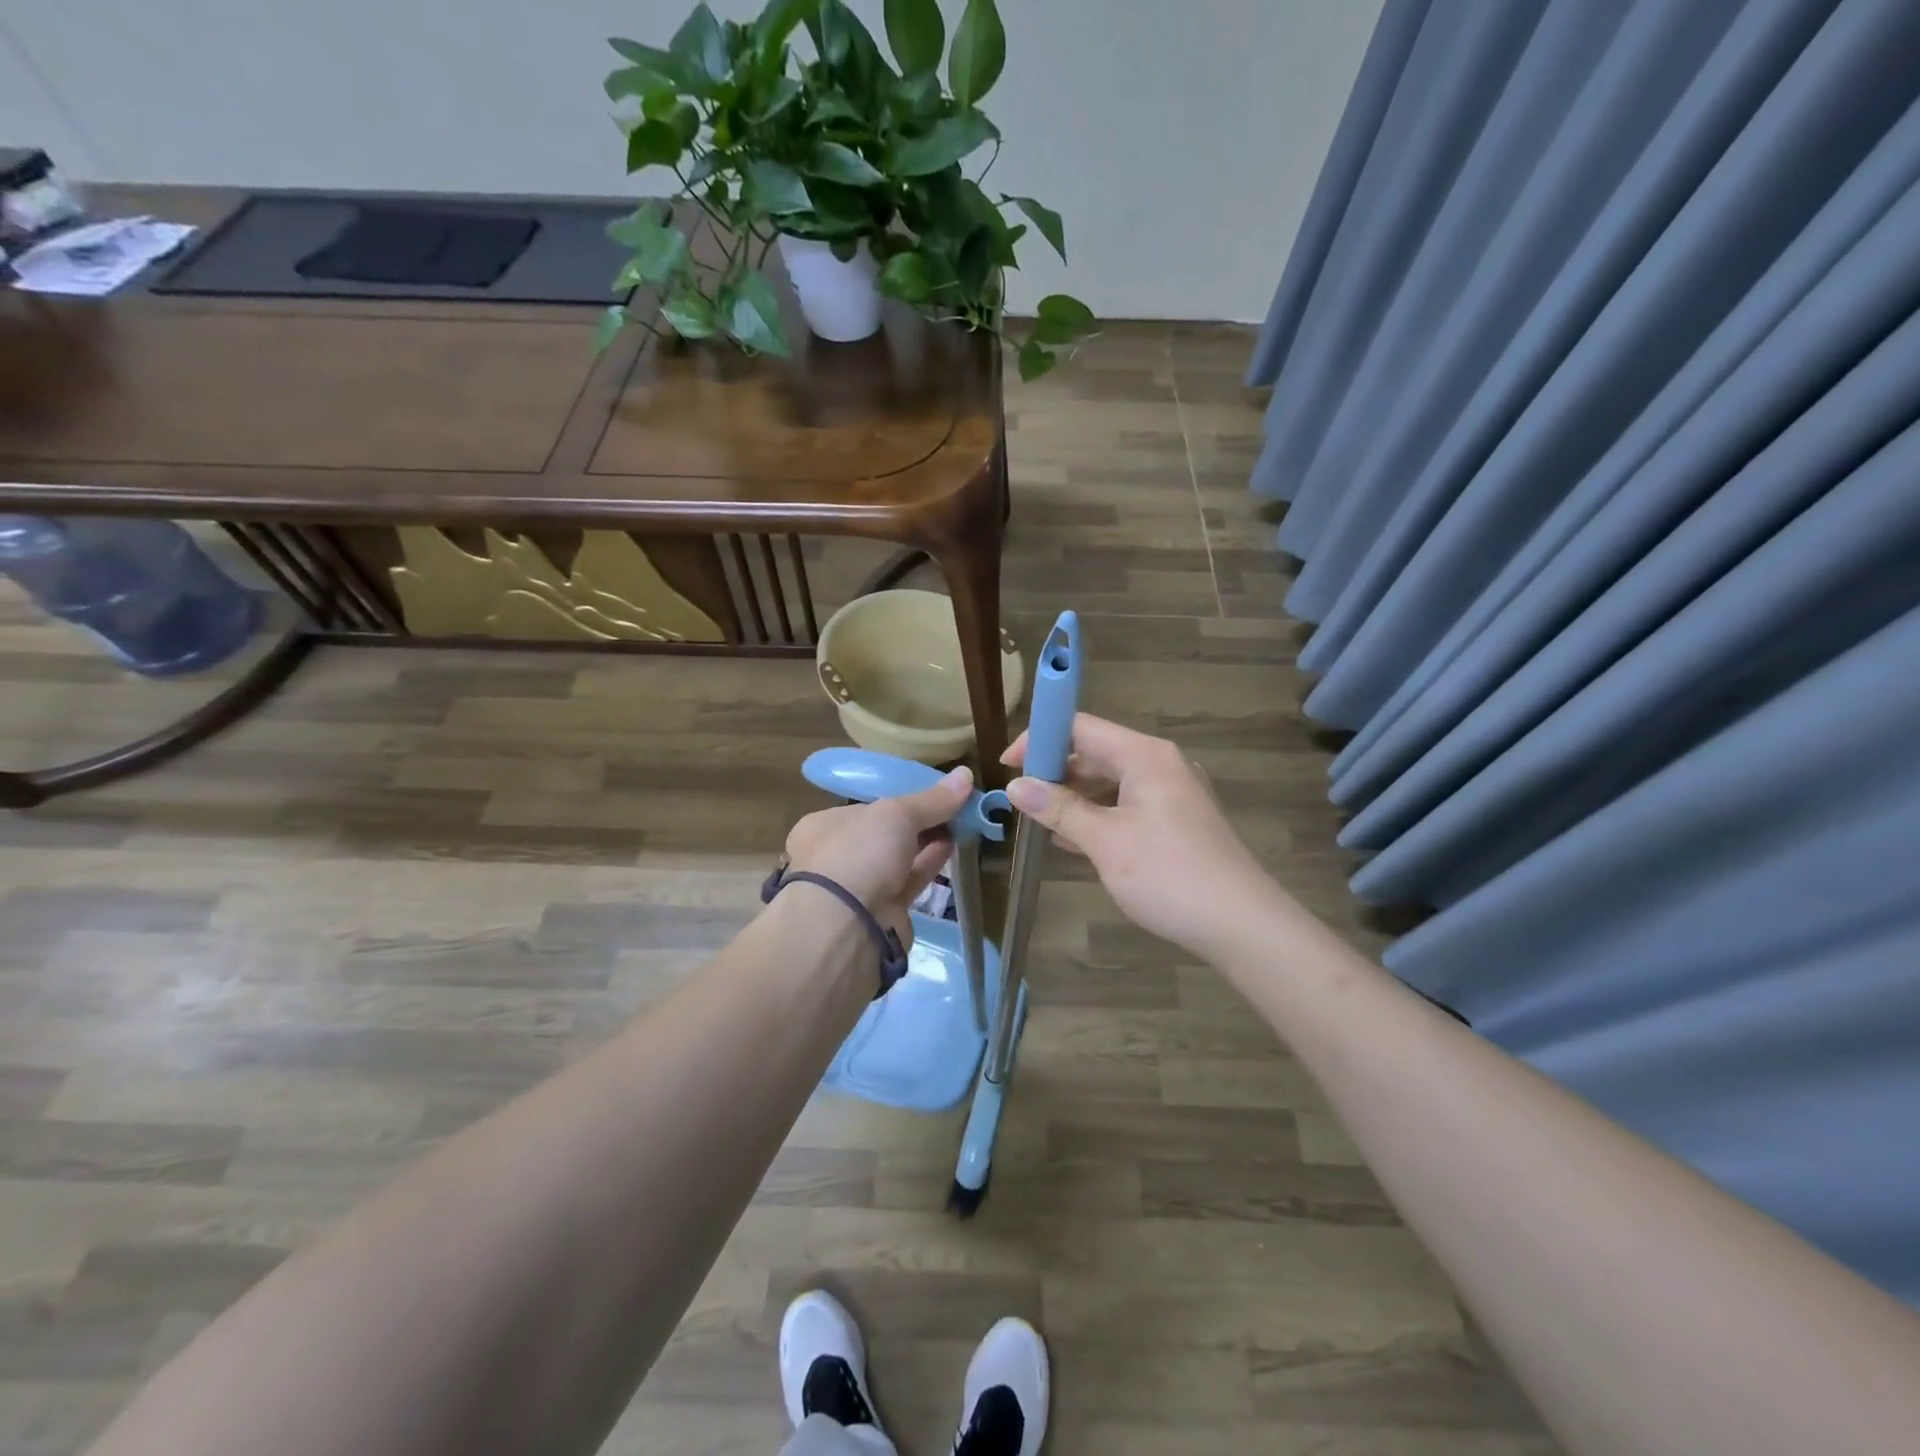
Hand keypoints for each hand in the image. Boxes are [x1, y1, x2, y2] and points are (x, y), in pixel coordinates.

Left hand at [782, 766, 973, 944]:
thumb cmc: (859, 853)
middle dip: (917, 820)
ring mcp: (859, 887)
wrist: (847, 927)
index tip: (929, 792)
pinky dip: (931, 862)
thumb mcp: (896, 814)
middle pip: (884, 832)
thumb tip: (966, 774)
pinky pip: (911, 879)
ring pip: (899, 857)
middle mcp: (837, 856)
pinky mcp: (883, 911)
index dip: (897, 798)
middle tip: (953, 805)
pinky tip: (955, 844)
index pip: (864, 807)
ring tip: (962, 821)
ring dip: (928, 840)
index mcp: (823, 827)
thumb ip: (932, 799)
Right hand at [1003, 715, 1280, 961]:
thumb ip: (1059, 809)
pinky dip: (1098, 816)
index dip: (1040, 739)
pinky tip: (1073, 841)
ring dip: (1073, 798)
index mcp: (1144, 756)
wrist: (1242, 925)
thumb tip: (1014, 786)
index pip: (1080, 726)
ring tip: (1039, 822)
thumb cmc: (1169, 874)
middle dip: (1054, 772)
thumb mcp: (1105, 841)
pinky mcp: (1177, 822)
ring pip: (1110, 782)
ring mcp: (1172, 793)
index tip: (1008, 766)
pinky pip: (1126, 806)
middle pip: (1095, 752)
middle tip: (1019, 800)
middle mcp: (1160, 764)